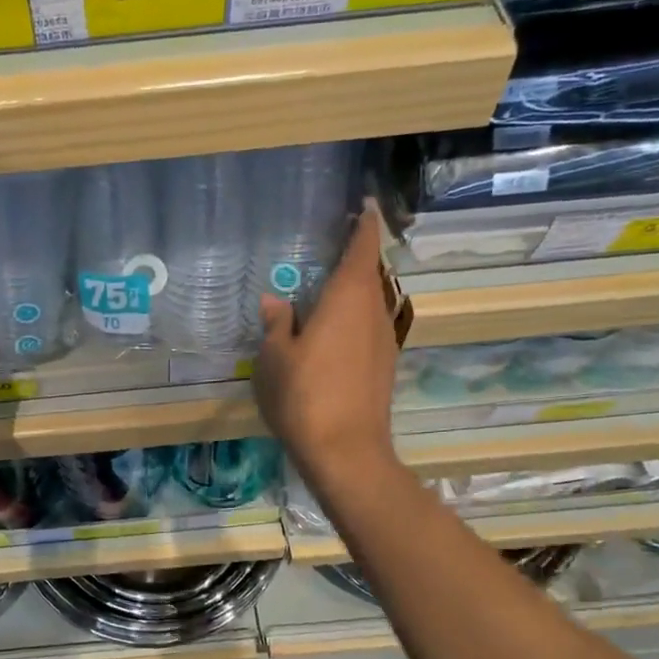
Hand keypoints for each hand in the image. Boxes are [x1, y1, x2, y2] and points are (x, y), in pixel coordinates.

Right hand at [253, 206, 400, 493]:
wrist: (345, 451)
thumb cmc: (304, 396)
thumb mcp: (274, 358)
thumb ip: (277, 324)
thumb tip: (276, 302)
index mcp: (348, 298)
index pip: (364, 246)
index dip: (365, 224)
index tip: (363, 206)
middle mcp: (375, 311)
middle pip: (371, 273)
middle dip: (355, 258)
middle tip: (329, 249)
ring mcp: (385, 340)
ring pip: (372, 302)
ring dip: (354, 292)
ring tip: (325, 292)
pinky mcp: (384, 366)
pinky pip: (369, 328)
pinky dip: (354, 319)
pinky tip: (331, 334)